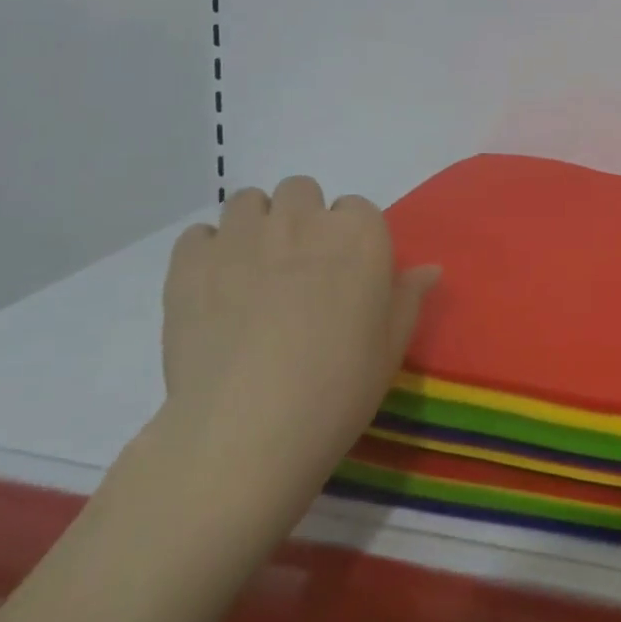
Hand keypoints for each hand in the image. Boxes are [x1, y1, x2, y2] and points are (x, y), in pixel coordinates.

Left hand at [156, 178, 439, 533]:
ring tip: (250, 272)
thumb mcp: (390, 347)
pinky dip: (206, 252)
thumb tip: (429, 269)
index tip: (343, 275)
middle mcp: (303, 219)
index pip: (357, 209)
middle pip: (301, 191)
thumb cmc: (337, 389)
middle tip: (296, 270)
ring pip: (248, 201)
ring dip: (255, 226)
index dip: (349, 240)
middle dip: (300, 219)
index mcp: (360, 235)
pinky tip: (211, 288)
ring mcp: (243, 236)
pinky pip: (198, 234)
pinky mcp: (191, 262)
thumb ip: (408, 298)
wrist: (247, 430)